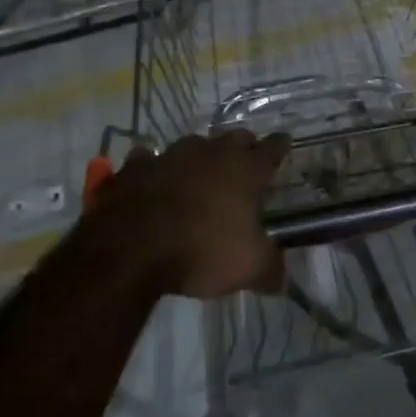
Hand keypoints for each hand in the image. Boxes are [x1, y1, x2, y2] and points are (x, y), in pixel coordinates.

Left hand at [81, 130, 291, 298]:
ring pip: (193, 144)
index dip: (280, 146)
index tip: (284, 141)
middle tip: (246, 158)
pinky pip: (148, 160)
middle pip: (234, 138)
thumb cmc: (201, 251)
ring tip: (201, 169)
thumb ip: (270, 270)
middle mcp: (210, 154)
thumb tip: (279, 279)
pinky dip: (153, 167)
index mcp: (244, 171)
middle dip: (243, 145)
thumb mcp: (249, 268)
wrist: (131, 248)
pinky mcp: (135, 167)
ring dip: (200, 154)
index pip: (271, 150)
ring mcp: (170, 156)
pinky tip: (152, 177)